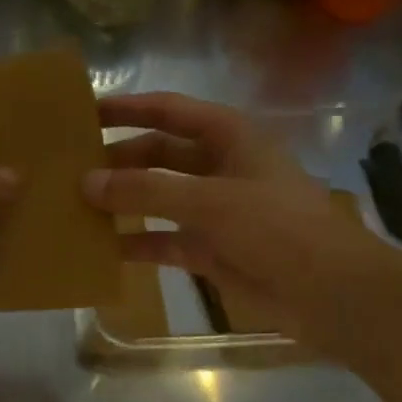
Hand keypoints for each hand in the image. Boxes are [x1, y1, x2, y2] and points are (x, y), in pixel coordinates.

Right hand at [83, 92, 401, 350]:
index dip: (129, 107)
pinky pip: (163, 240)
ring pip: (157, 197)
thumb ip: (146, 190)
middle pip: (157, 153)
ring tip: (75, 204)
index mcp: (229, 138)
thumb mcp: (209, 201)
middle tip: (70, 166)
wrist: (331, 294)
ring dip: (122, 200)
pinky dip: (135, 242)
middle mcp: (218, 167)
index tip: (85, 111)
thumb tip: (86, 182)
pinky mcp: (210, 248)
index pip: (169, 110)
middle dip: (118, 159)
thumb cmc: (276, 228)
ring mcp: (214, 210)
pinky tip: (100, 248)